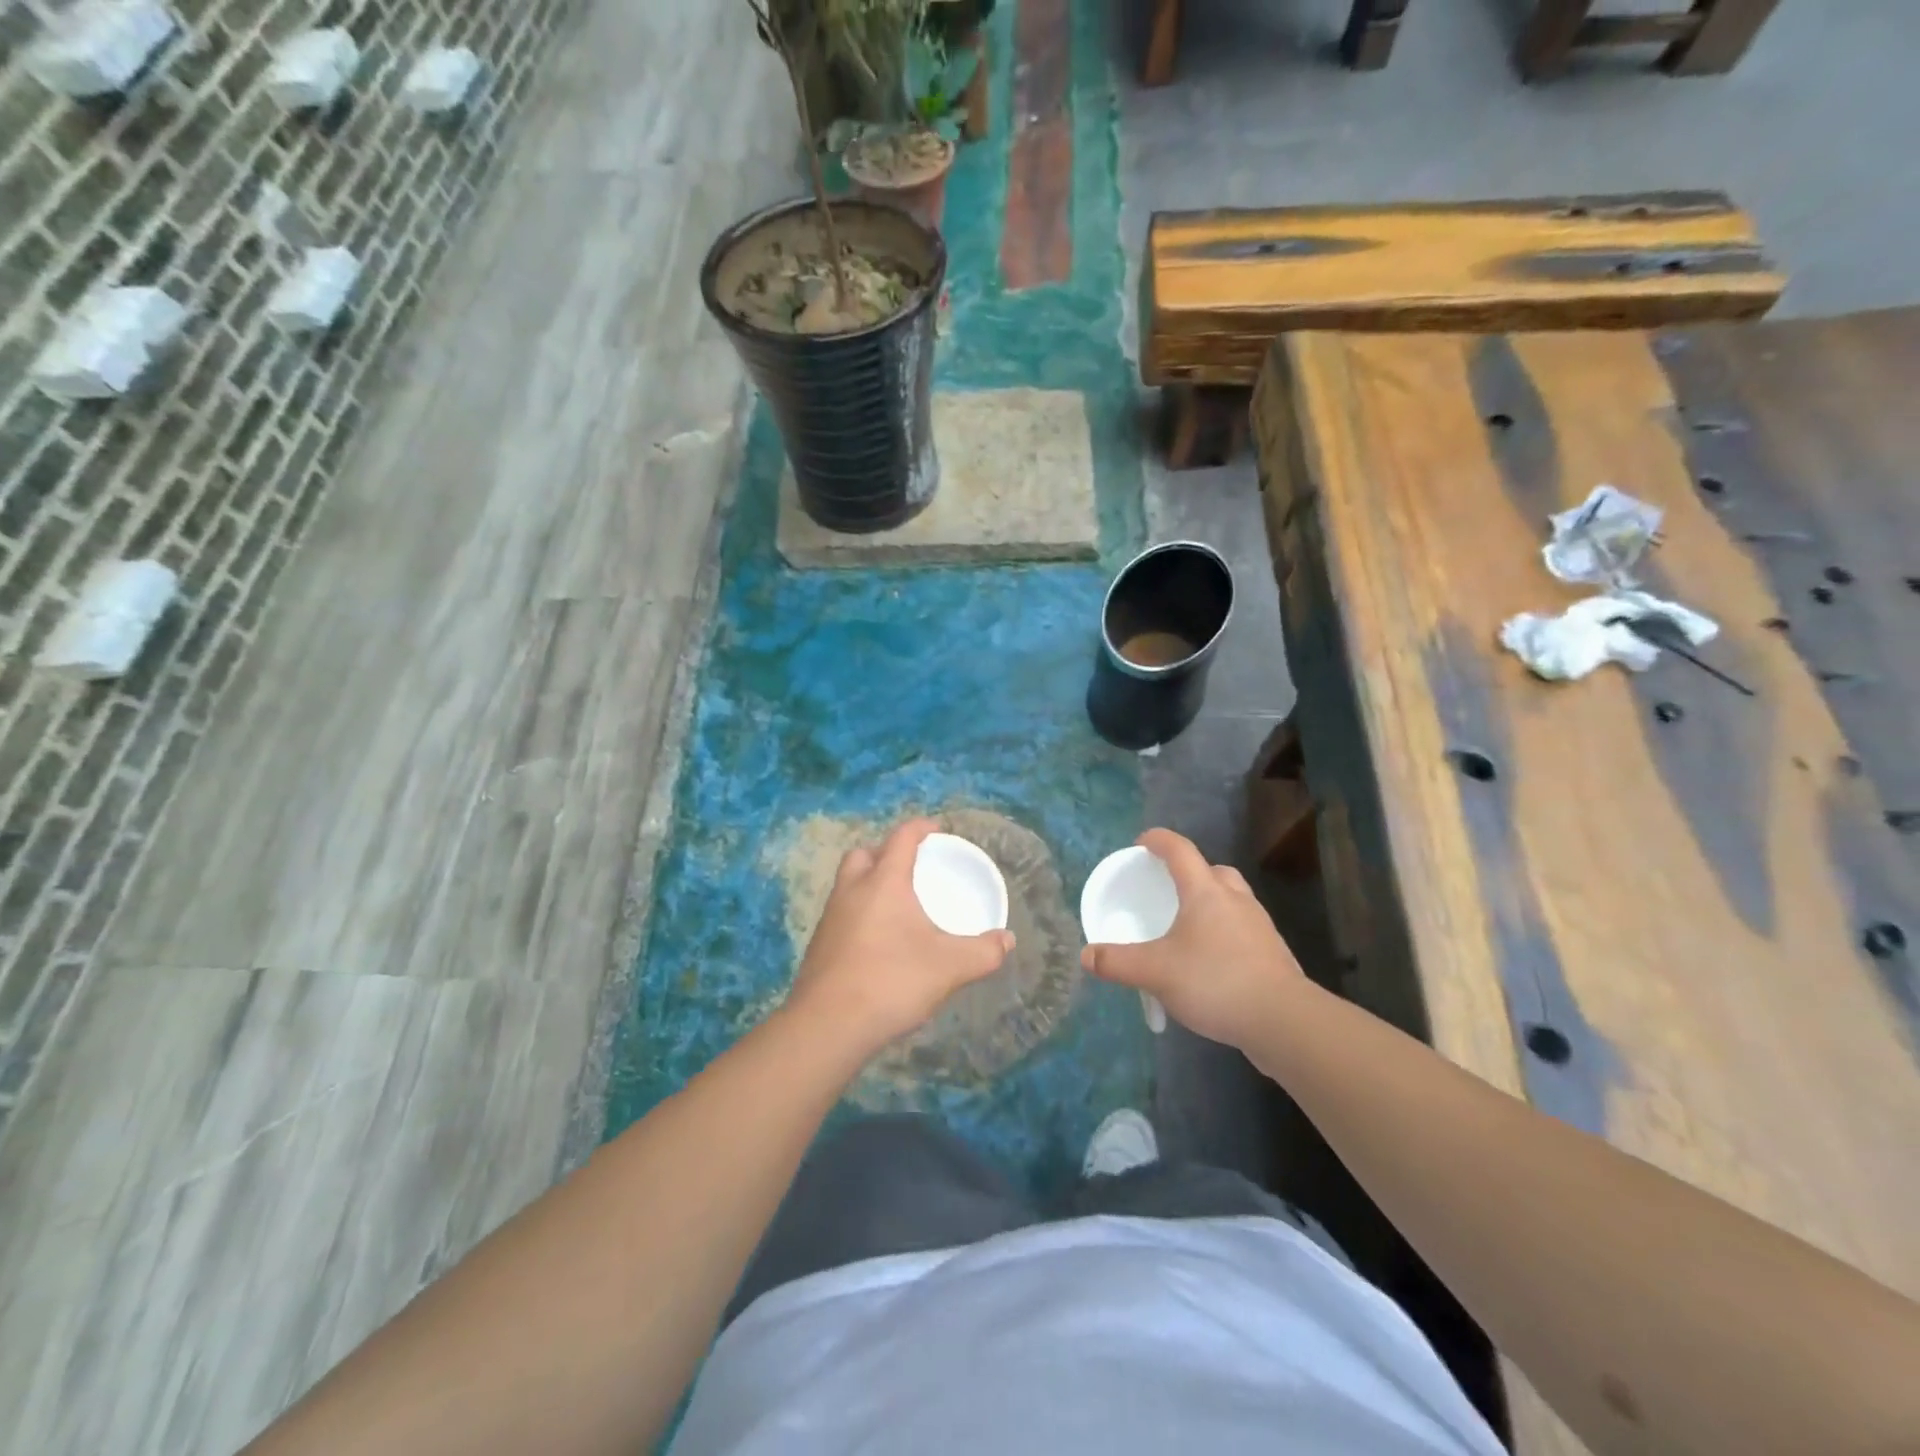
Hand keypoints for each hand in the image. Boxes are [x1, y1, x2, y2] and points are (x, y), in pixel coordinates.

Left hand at [787, 818, 1014, 1054]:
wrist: (827, 1026)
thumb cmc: (891, 981)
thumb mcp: (949, 967)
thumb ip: (983, 952)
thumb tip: (1007, 941)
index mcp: (883, 882)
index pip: (901, 838)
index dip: (920, 828)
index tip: (937, 830)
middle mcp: (852, 890)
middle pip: (864, 854)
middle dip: (885, 852)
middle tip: (910, 868)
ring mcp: (830, 917)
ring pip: (848, 883)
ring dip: (869, 883)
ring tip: (896, 905)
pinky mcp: (819, 945)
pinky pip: (841, 913)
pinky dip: (859, 913)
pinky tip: (877, 941)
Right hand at [1080, 828, 1304, 1049]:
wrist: (1283, 1020)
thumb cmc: (1215, 981)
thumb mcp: (1155, 972)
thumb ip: (1117, 963)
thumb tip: (1086, 956)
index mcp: (1205, 892)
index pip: (1180, 851)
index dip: (1159, 840)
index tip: (1142, 842)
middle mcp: (1236, 900)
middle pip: (1214, 871)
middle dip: (1191, 873)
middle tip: (1170, 888)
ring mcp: (1259, 926)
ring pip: (1233, 900)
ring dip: (1211, 903)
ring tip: (1189, 927)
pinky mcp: (1273, 954)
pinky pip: (1243, 930)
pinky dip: (1225, 934)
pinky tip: (1212, 962)